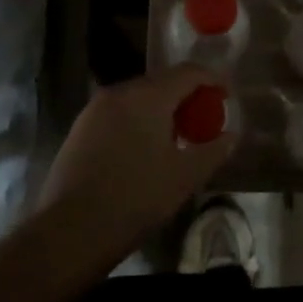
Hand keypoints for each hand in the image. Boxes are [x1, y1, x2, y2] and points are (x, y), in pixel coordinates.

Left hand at [36, 65, 237, 247]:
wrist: (71, 229)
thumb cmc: (136, 198)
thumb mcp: (185, 177)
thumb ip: (213, 151)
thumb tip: (231, 136)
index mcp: (148, 96)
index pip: (188, 72)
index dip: (213, 78)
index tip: (227, 95)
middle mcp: (120, 91)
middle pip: (162, 81)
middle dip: (186, 95)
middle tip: (204, 119)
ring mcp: (95, 108)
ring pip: (138, 97)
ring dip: (161, 108)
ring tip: (176, 136)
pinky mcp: (79, 127)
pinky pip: (118, 112)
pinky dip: (138, 119)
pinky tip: (144, 149)